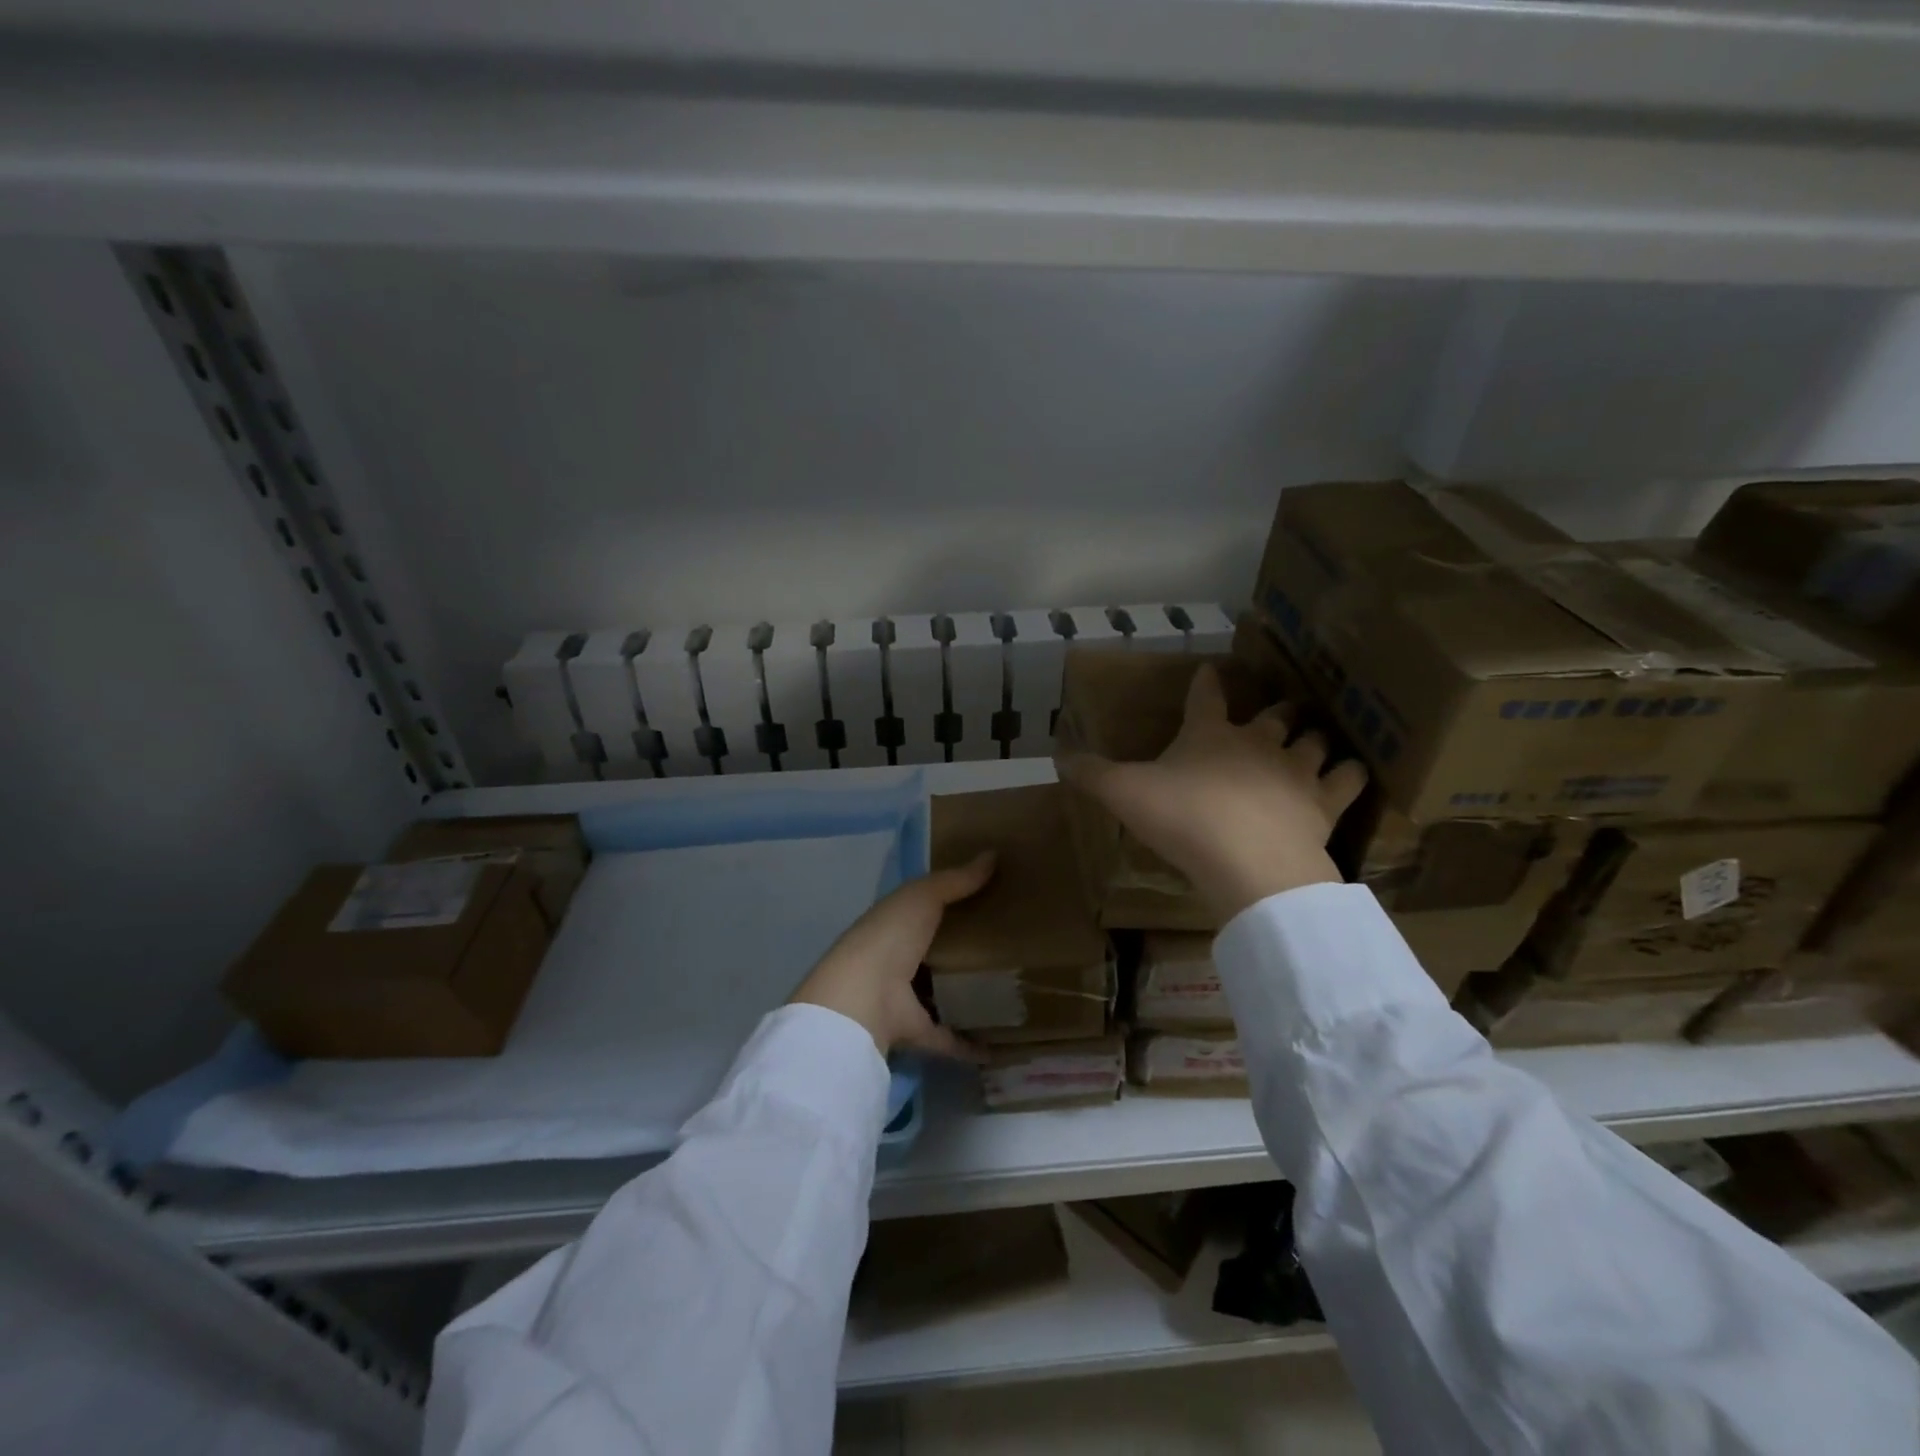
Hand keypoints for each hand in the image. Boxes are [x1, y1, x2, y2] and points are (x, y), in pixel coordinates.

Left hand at [788, 852, 996, 1058]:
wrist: (864, 995)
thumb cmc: (891, 935)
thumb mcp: (923, 896)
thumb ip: (956, 880)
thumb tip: (993, 854)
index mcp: (894, 926)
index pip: (922, 913)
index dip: (948, 906)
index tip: (985, 902)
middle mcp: (897, 962)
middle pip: (934, 956)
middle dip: (961, 953)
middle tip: (1007, 948)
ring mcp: (905, 1000)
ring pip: (940, 997)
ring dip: (965, 997)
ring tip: (1009, 992)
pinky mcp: (916, 1033)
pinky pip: (948, 1039)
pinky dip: (970, 1045)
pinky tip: (1001, 1044)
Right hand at [1057, 664, 1366, 922]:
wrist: (1248, 861)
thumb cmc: (1183, 818)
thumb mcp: (1124, 794)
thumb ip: (1092, 775)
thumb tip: (1059, 757)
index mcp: (1209, 734)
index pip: (1206, 697)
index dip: (1206, 683)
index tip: (1210, 669)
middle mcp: (1258, 743)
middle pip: (1272, 716)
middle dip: (1274, 710)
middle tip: (1279, 708)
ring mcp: (1296, 770)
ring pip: (1313, 741)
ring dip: (1313, 737)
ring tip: (1315, 736)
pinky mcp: (1326, 803)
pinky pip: (1348, 780)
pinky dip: (1350, 774)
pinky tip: (1352, 773)